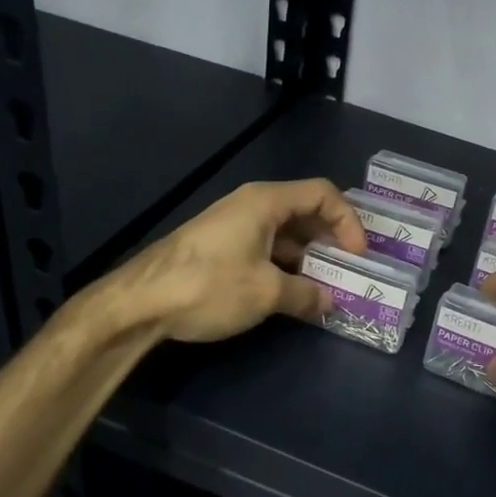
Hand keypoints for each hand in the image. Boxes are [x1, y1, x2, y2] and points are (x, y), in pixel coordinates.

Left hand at [119, 178, 366, 343]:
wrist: (137, 303)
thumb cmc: (208, 286)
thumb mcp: (265, 293)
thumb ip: (305, 295)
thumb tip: (330, 302)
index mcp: (266, 201)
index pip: (323, 193)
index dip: (348, 221)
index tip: (358, 255)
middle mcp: (251, 205)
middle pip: (305, 211)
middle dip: (330, 240)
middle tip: (348, 270)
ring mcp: (233, 225)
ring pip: (284, 233)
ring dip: (308, 257)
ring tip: (324, 287)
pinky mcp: (220, 246)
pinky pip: (264, 247)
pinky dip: (284, 265)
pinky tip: (290, 293)